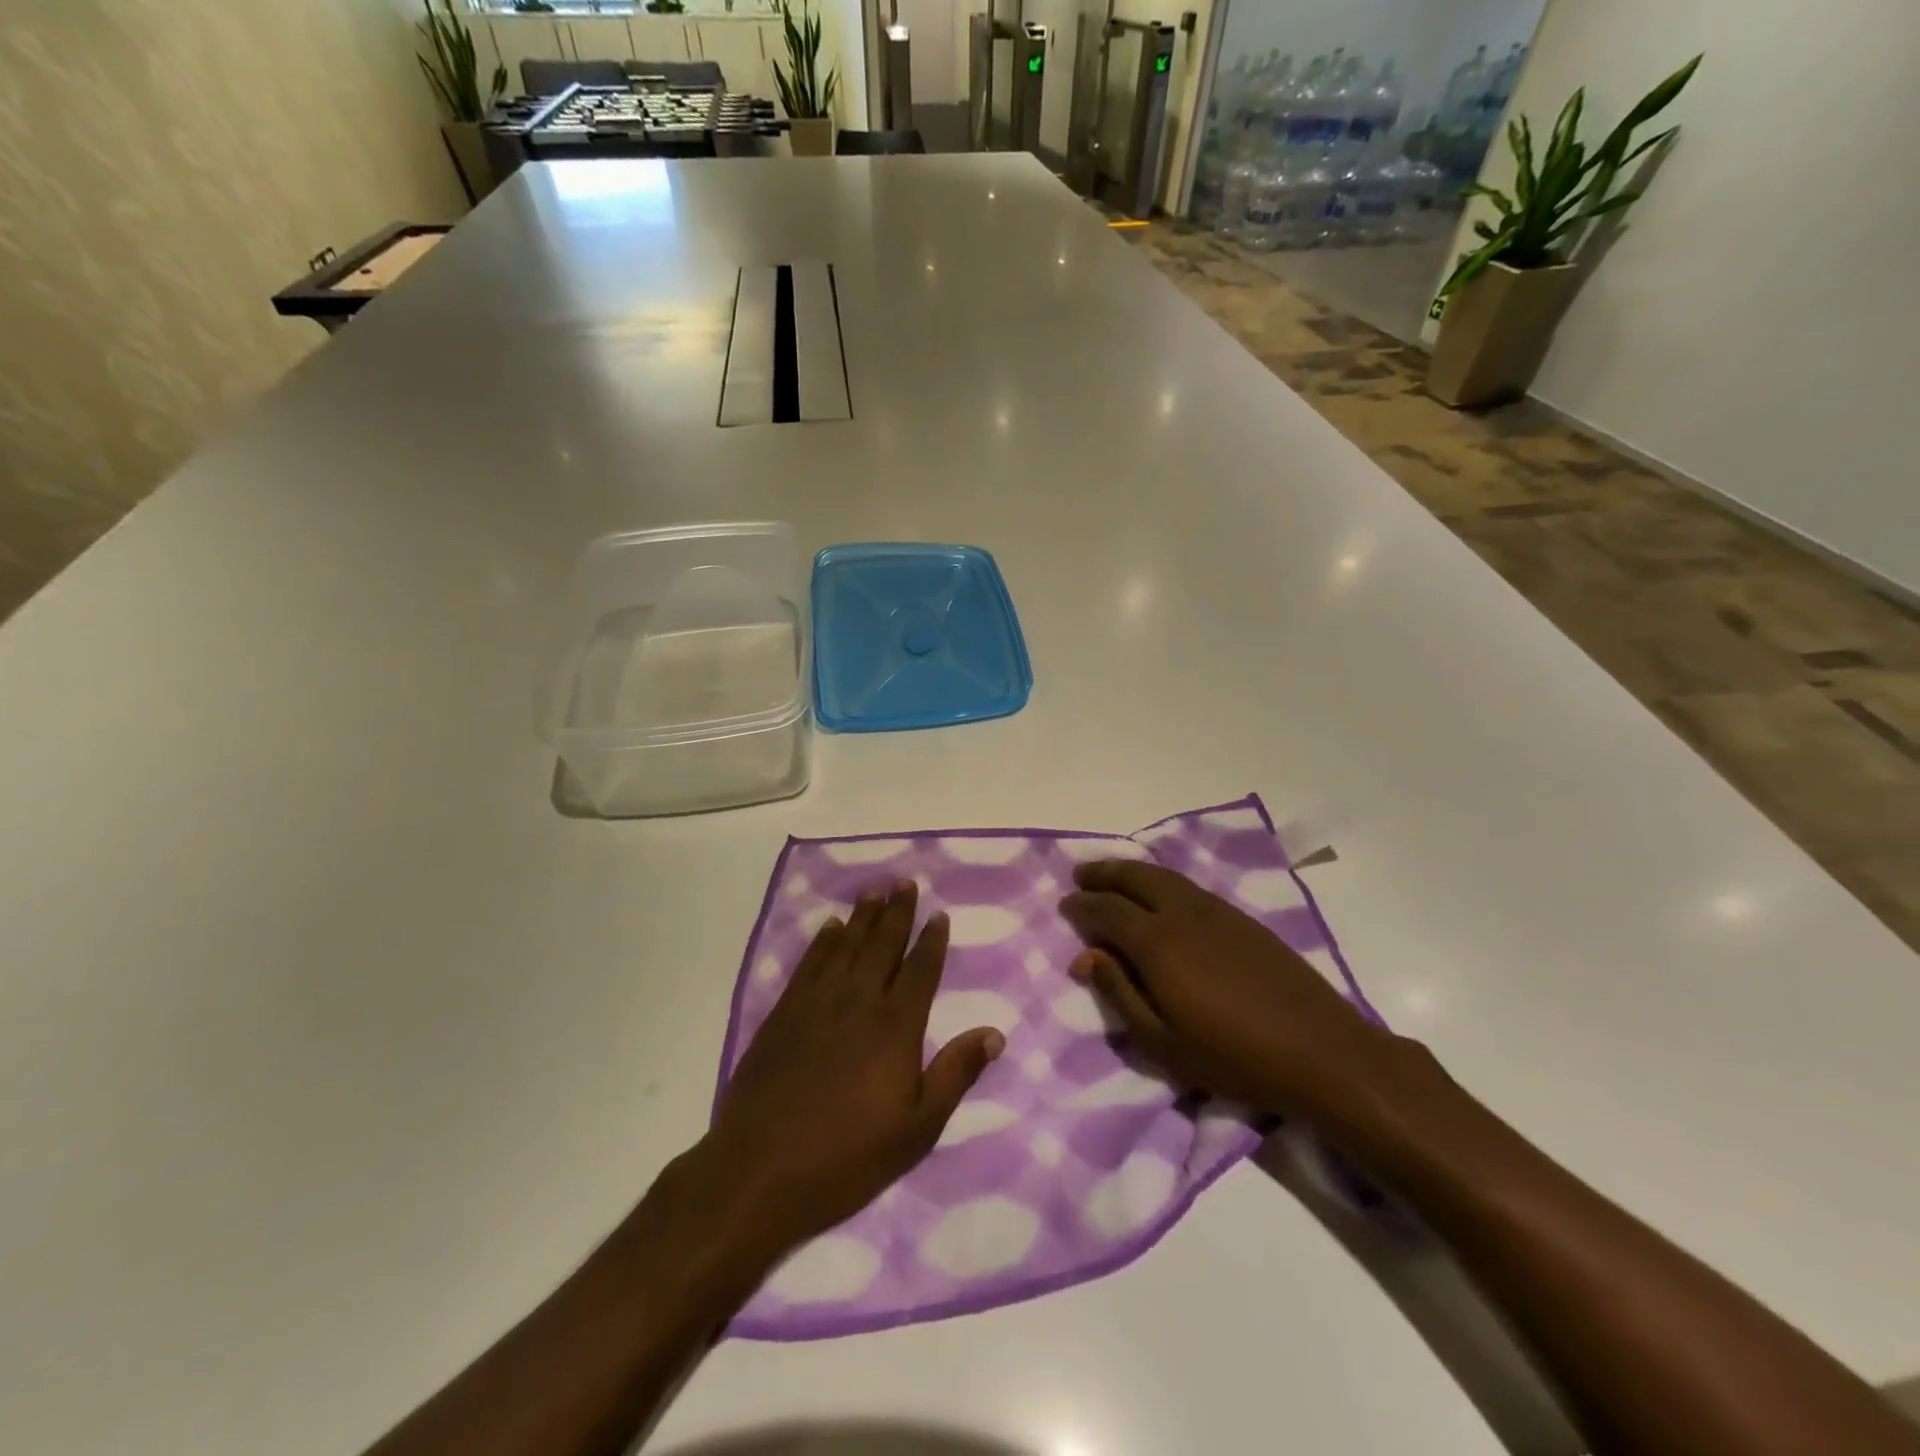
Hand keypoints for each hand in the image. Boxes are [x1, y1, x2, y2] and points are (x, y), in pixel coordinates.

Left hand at [700, 879, 1004, 1260]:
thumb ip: (956, 1074)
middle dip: (897, 913)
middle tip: (905, 883)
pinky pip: (809, 963)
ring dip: (862, 917)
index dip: (931, 941)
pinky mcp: (783, 1013)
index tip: (939, 915)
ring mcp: (816, 1003)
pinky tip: (830, 928)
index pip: (919, 970)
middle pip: (882, 945)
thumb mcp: (917, 1128)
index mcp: (895, 1026)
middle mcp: (858, 1001)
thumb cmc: (848, 1156)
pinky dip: (823, 941)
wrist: (759, 1170)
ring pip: (845, 946)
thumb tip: (995, 1033)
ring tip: (873, 892)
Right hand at [1060, 861, 1390, 1116]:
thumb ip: (1119, 994)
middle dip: (1104, 873)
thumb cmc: (1232, 1056)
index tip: (1066, 905)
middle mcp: (1183, 913)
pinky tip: (1160, 894)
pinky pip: (1188, 886)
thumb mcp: (1162, 1041)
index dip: (1083, 905)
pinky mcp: (1241, 918)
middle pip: (1135, 877)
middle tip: (1081, 874)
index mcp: (1157, 942)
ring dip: (1132, 871)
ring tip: (1113, 875)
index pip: (1108, 910)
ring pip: (1164, 876)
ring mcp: (1216, 911)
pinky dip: (1162, 881)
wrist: (1320, 1050)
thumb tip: (1085, 957)